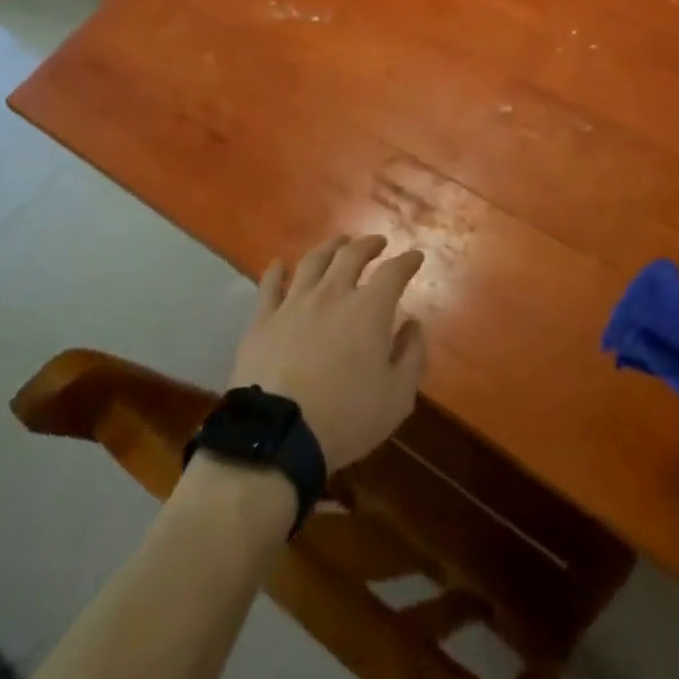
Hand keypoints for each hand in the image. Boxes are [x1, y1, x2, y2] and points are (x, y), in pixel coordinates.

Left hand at [229, 234, 428, 471]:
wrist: (277, 436)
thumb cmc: (345, 418)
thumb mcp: (397, 397)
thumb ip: (412, 355)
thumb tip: (413, 324)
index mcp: (369, 309)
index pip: (394, 272)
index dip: (407, 261)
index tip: (415, 257)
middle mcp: (332, 294)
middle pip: (351, 255)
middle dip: (368, 244)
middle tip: (376, 243)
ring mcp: (294, 303)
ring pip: (313, 262)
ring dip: (329, 247)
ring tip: (338, 242)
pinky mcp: (262, 320)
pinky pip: (269, 286)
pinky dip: (275, 271)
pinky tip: (277, 264)